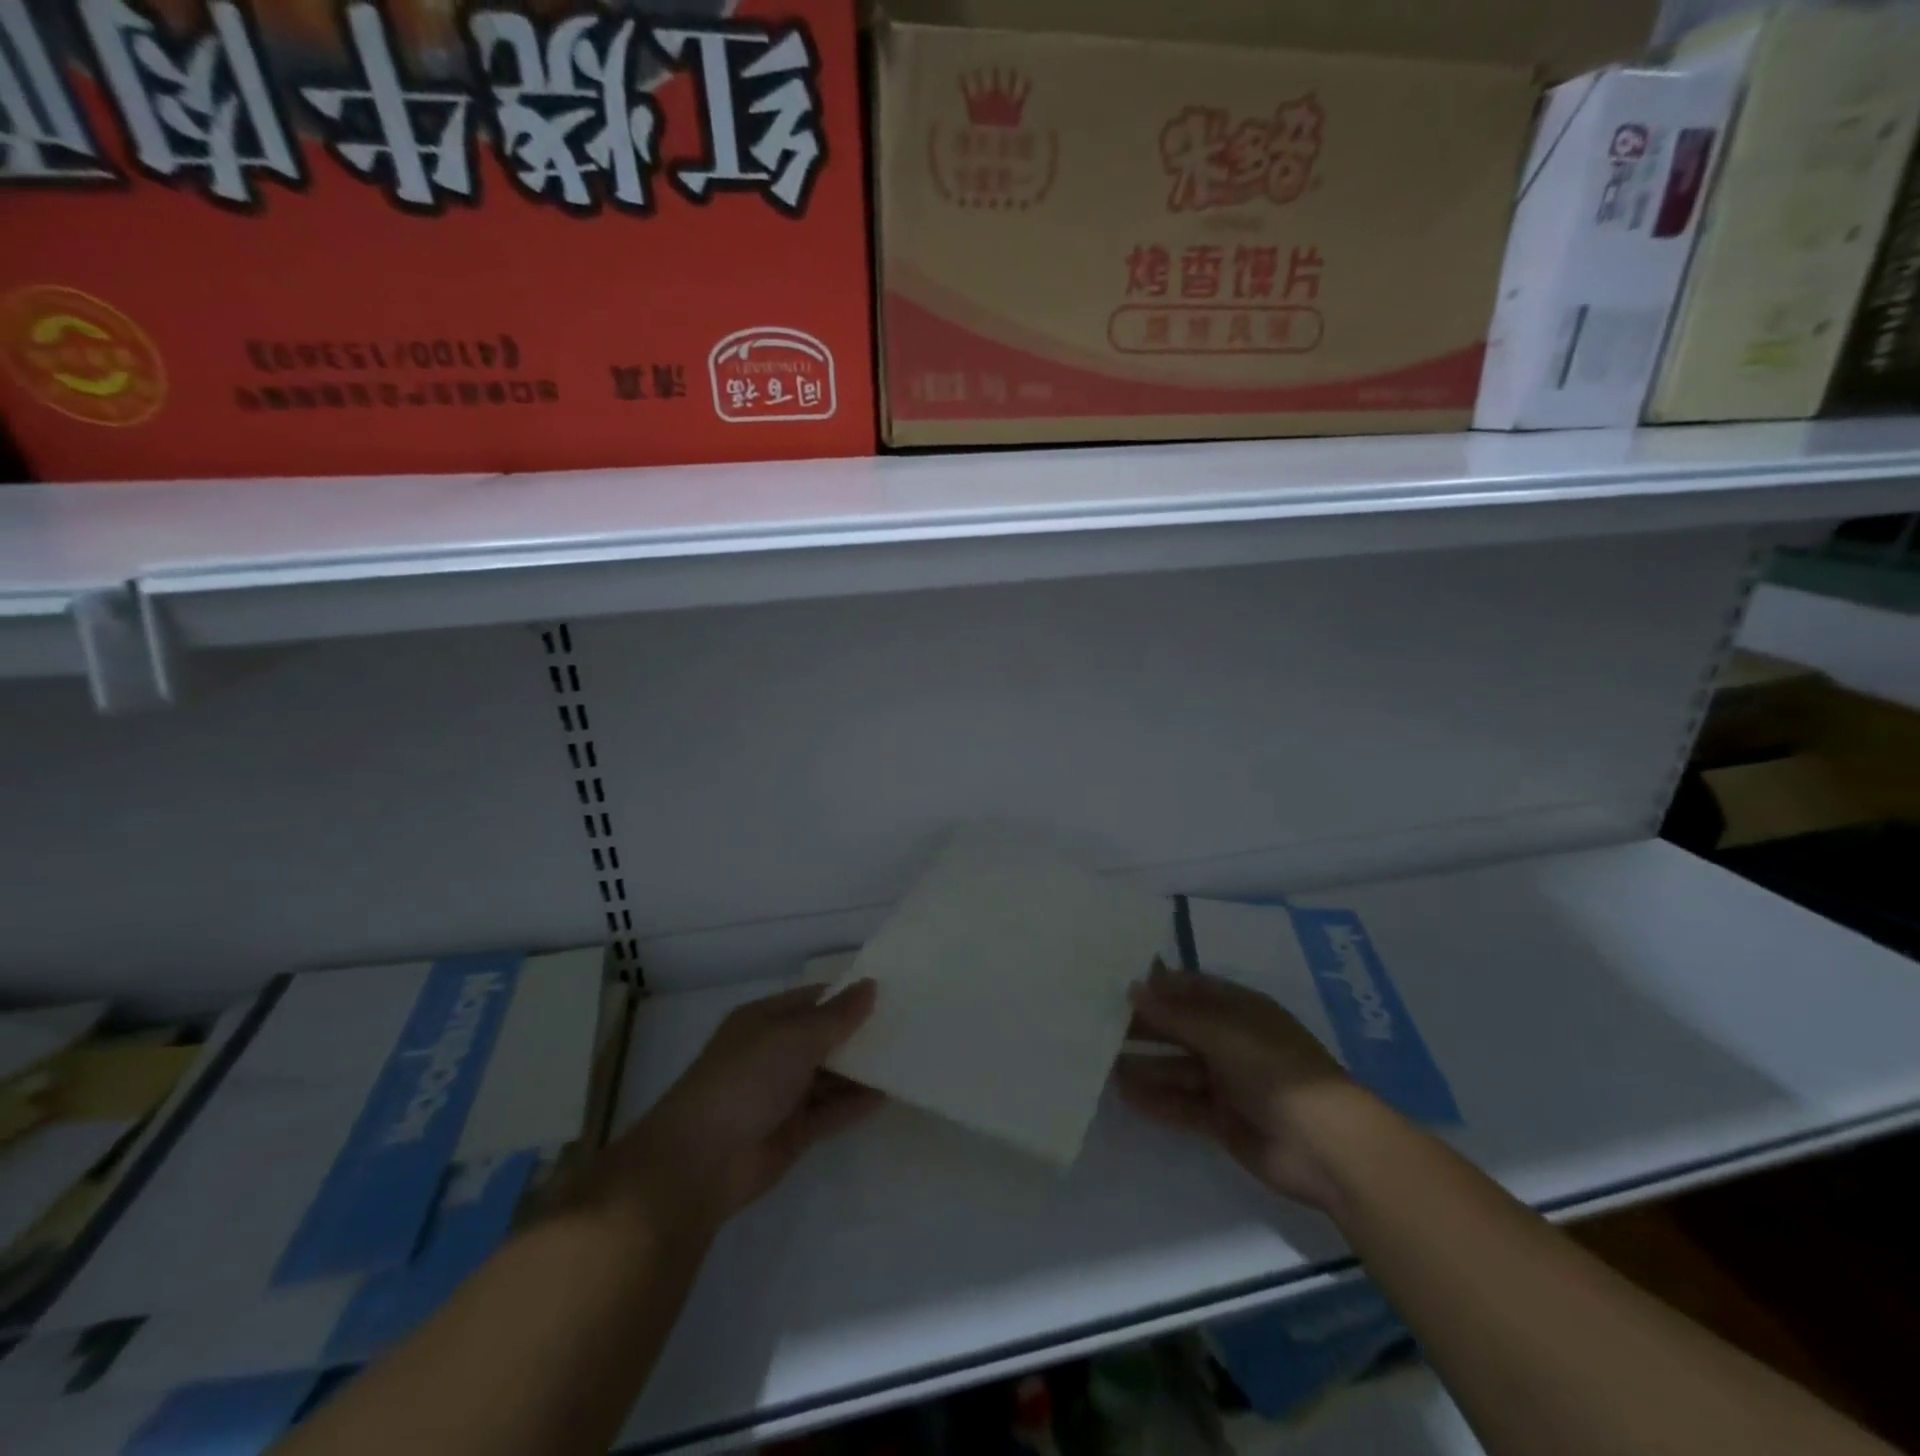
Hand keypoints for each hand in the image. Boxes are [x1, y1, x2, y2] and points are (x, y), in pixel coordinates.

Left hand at [595, 981, 882, 1236]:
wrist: (701, 1160)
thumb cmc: (746, 1079)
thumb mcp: (795, 1037)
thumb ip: (837, 1016)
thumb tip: (871, 985)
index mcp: (764, 1022)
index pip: (813, 1000)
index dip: (847, 996)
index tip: (888, 993)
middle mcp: (773, 1054)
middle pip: (823, 1038)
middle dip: (858, 1034)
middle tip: (906, 1026)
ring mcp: (781, 1095)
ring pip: (829, 1077)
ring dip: (860, 1070)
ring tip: (905, 1058)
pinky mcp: (792, 1132)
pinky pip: (830, 1112)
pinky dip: (854, 1104)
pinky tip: (887, 1095)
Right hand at [1117, 964, 1383, 1210]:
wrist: (1325, 1146)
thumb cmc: (1275, 1070)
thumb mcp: (1222, 1032)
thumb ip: (1175, 1014)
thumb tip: (1132, 988)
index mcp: (1239, 1009)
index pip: (1190, 988)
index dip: (1156, 985)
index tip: (1114, 982)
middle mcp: (1231, 1040)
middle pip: (1180, 1027)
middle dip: (1144, 1025)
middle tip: (1096, 1022)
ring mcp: (1228, 1081)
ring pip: (1177, 1067)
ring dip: (1144, 1064)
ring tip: (1100, 1061)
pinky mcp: (1223, 1119)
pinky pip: (1182, 1103)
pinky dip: (1157, 1099)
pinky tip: (1124, 1095)